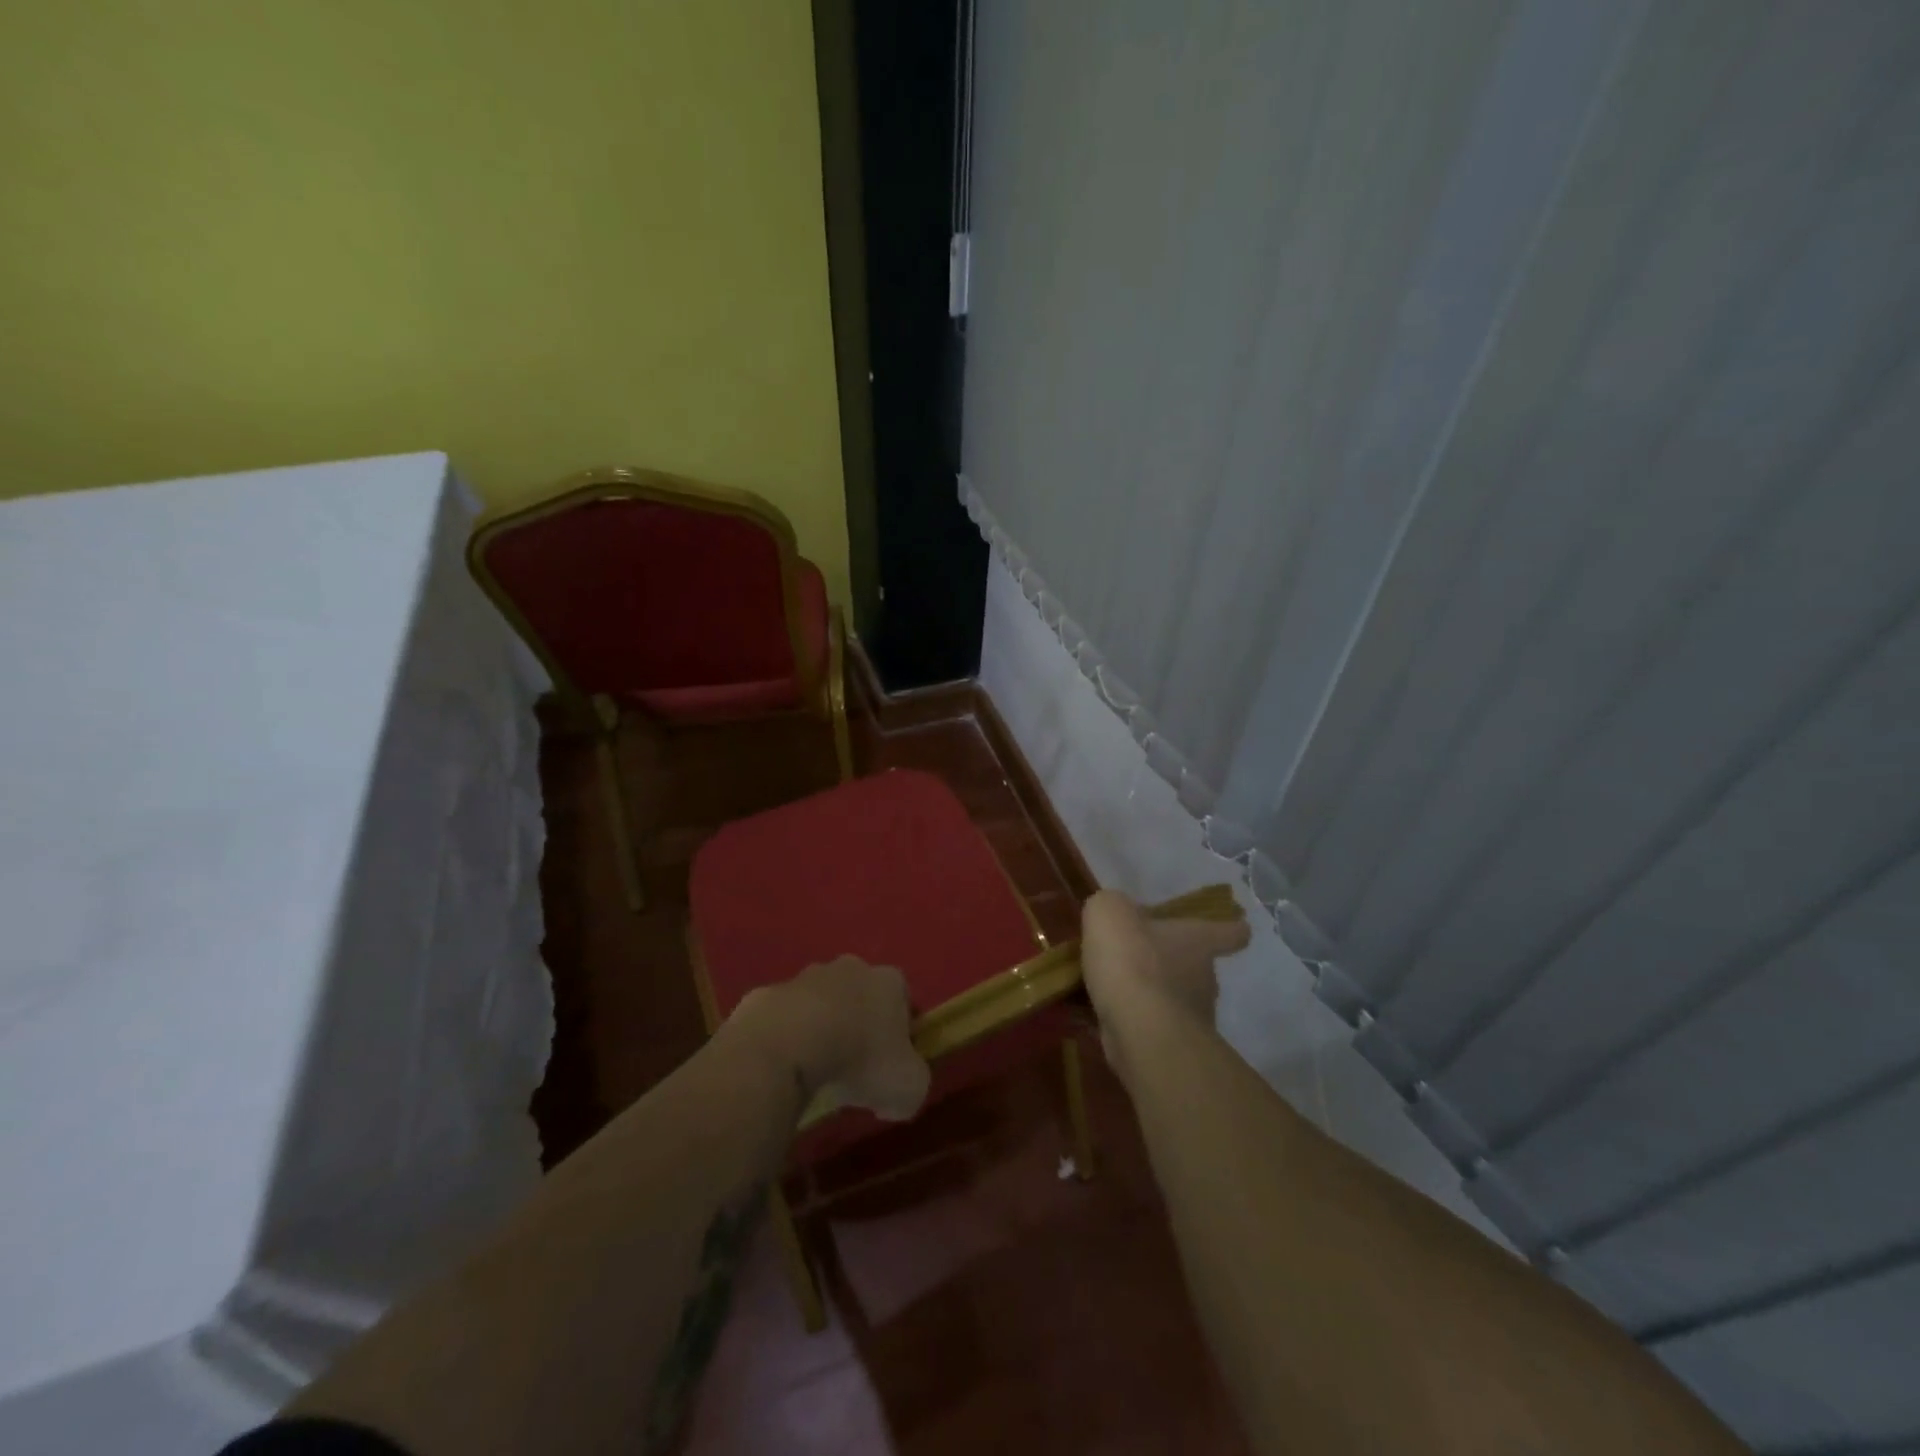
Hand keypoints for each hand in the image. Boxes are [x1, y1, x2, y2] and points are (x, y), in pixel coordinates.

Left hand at [733, 956, 930, 1121]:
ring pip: (820, 1002)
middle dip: (859, 1024)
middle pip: (861, 995)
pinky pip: (783, 1018)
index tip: (892, 1064)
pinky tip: (783, 1066)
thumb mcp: (908, 1088)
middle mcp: (850, 968)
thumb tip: (894, 1095)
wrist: (788, 1045)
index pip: (904, 1001)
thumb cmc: (859, 1060)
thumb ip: (913, 1085)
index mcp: (889, 982)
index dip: (902, 1034)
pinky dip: (785, 1037)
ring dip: (820, 1027)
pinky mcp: (769, 993)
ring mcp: (805, 976)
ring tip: (814, 1069)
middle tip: (853, 1066)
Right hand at [1080, 890, 1250, 1084]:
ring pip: (1179, 999)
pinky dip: (1139, 1022)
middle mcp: (1206, 977)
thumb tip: (1117, 913)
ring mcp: (1194, 1017)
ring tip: (1118, 990)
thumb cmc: (1132, 959)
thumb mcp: (1109, 911)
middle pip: (1200, 967)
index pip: (1230, 932)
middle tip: (1142, 959)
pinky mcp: (1174, 1047)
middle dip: (1175, 964)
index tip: (1238, 927)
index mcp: (1198, 940)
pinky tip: (1111, 1016)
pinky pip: (1157, 1027)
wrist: (1138, 1029)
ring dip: (1155, 995)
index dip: (1233, 928)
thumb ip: (1113, 906)